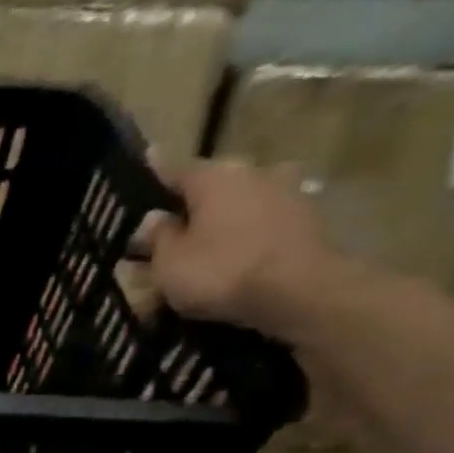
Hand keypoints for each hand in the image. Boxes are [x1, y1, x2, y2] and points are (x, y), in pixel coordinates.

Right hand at [143, 159, 337, 335]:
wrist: (299, 292)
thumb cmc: (222, 271)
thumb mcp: (170, 262)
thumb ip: (158, 238)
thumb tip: (154, 219)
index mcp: (214, 178)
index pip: (176, 170)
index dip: (157, 172)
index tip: (147, 160)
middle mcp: (252, 175)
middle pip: (212, 189)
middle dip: (191, 206)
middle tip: (171, 228)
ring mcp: (286, 196)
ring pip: (239, 208)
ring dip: (222, 223)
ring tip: (204, 249)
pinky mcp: (306, 224)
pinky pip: (262, 228)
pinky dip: (247, 240)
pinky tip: (236, 260)